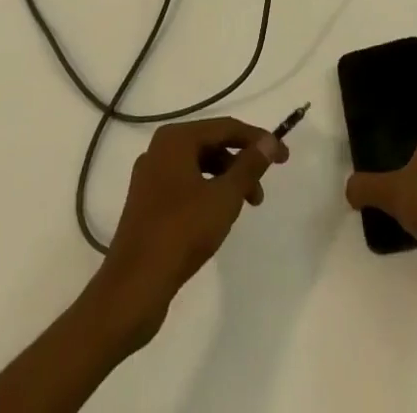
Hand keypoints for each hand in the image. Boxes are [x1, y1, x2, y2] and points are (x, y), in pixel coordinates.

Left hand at [94, 117, 288, 342]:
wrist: (133, 288)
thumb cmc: (181, 233)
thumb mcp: (224, 198)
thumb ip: (249, 166)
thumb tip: (269, 141)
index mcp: (175, 139)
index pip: (225, 127)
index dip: (257, 140)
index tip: (284, 157)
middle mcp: (159, 149)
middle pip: (211, 145)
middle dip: (240, 165)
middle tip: (260, 193)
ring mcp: (150, 177)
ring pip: (198, 168)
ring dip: (225, 182)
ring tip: (242, 210)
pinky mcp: (146, 204)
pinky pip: (184, 186)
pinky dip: (206, 194)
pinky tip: (216, 219)